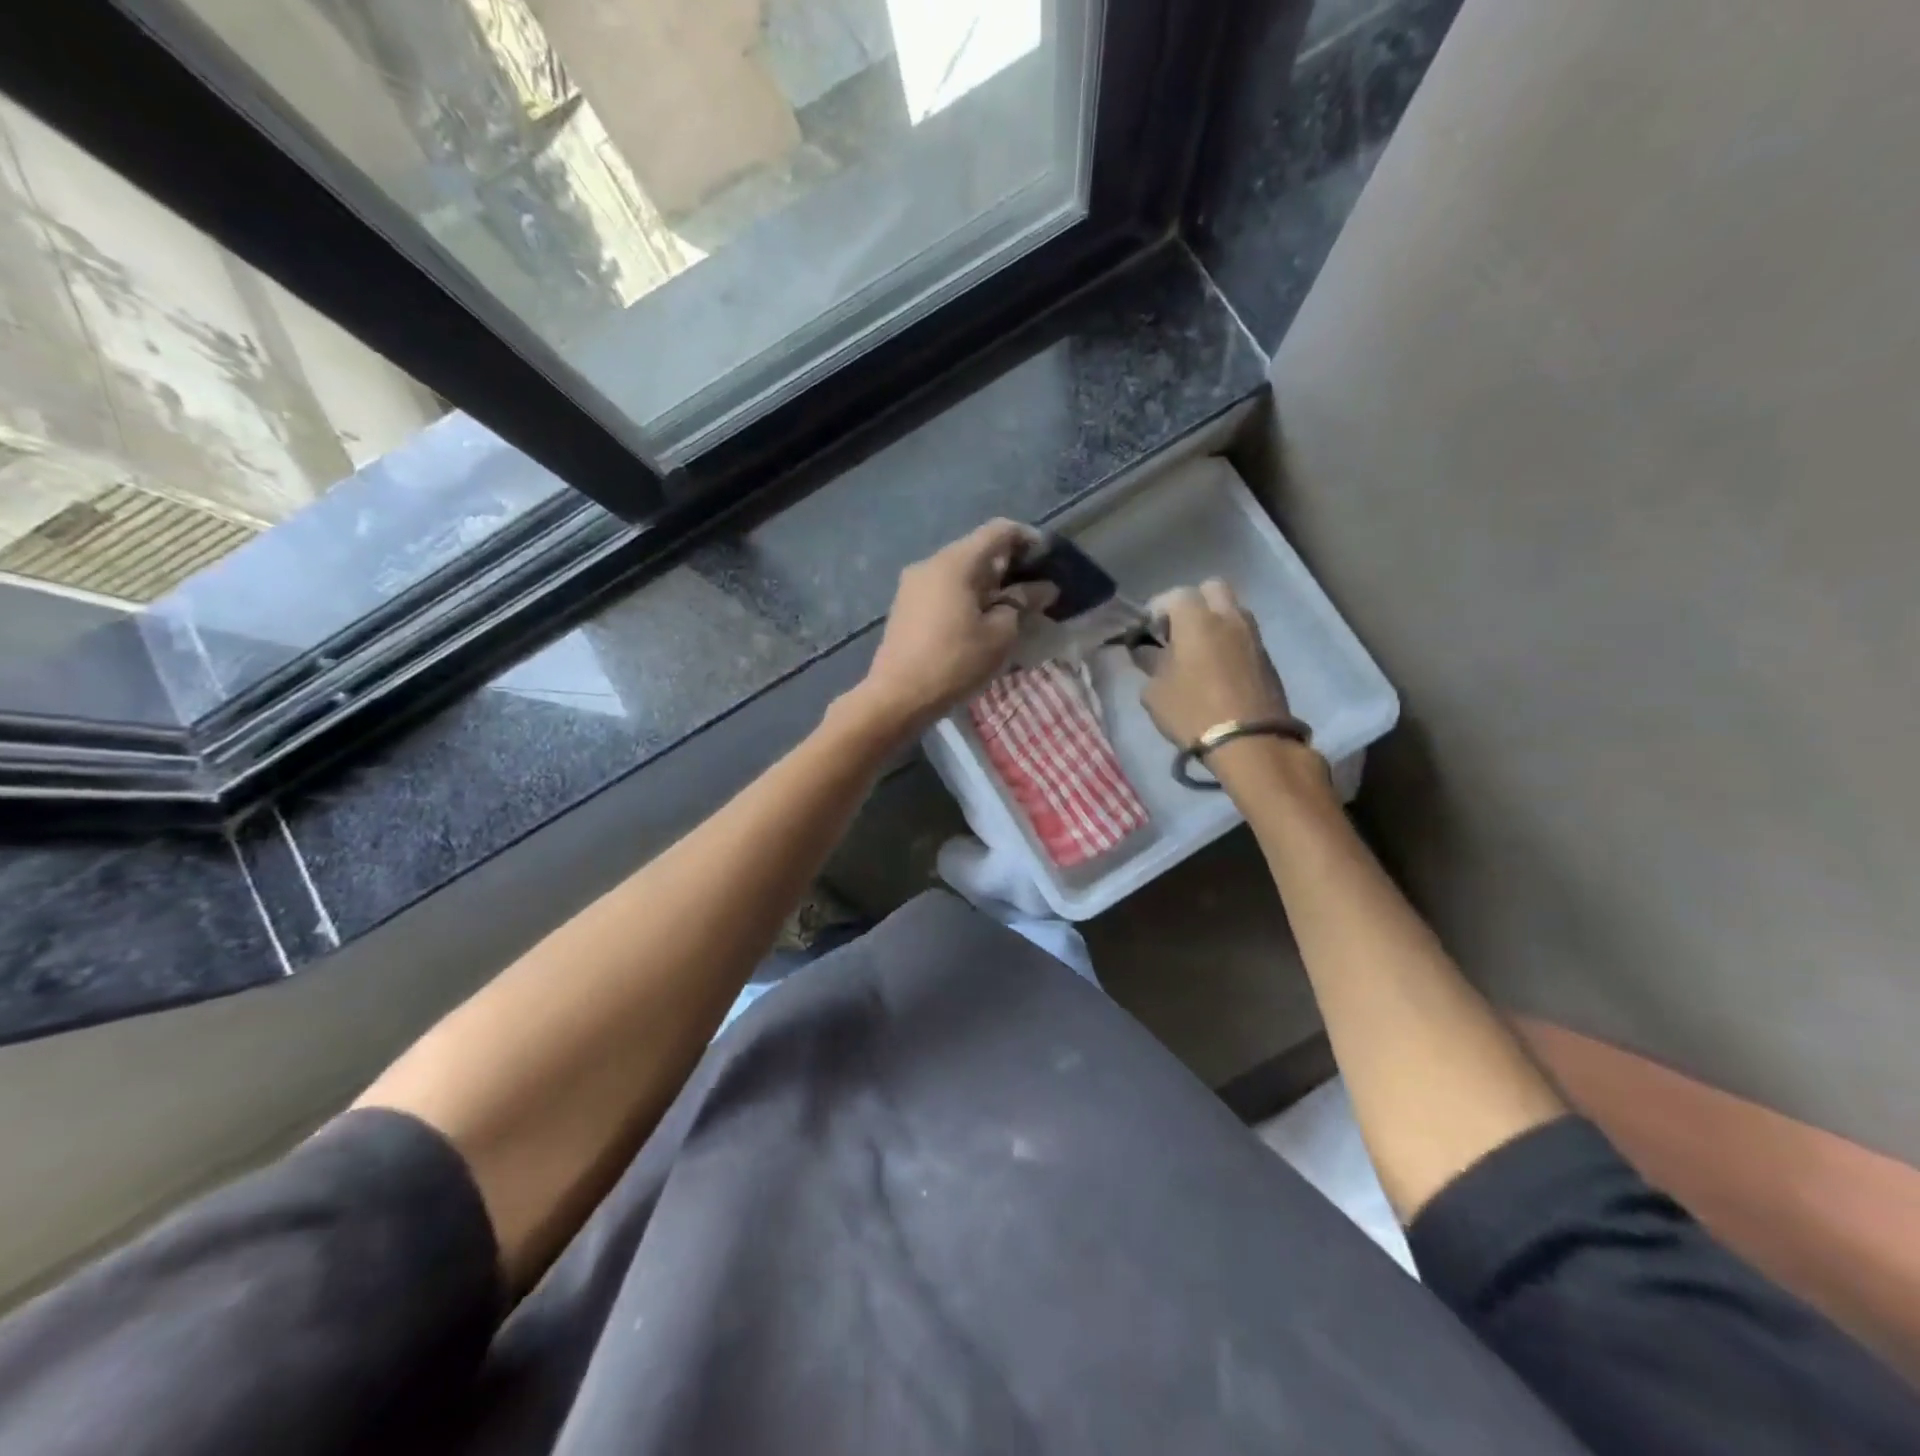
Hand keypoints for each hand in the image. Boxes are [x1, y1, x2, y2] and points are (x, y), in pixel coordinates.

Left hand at [854, 519, 1056, 736]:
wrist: (898, 697)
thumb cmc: (955, 662)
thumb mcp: (999, 634)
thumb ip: (1022, 603)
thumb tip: (1042, 589)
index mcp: (955, 562)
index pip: (998, 531)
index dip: (1028, 539)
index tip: (1048, 559)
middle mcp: (930, 564)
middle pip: (977, 550)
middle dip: (1009, 565)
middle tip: (1035, 589)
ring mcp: (913, 585)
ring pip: (960, 571)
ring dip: (988, 583)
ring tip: (1011, 608)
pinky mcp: (905, 606)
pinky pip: (943, 589)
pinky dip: (967, 595)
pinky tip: (981, 619)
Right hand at [1140, 579, 1293, 747]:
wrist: (1249, 741)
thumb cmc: (1192, 711)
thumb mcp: (1155, 691)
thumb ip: (1150, 663)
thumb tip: (1146, 652)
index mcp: (1196, 619)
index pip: (1173, 596)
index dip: (1156, 611)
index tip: (1147, 634)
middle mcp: (1228, 617)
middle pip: (1211, 589)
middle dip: (1192, 604)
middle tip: (1178, 633)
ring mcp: (1252, 635)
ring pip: (1232, 610)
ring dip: (1214, 622)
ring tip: (1198, 652)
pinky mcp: (1266, 657)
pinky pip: (1243, 635)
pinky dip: (1229, 642)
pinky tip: (1217, 669)